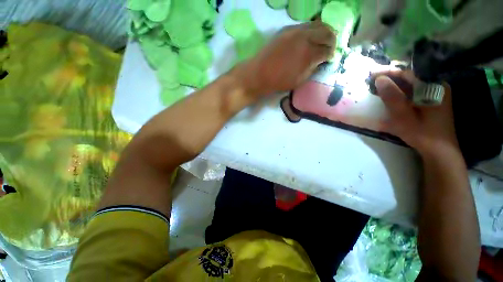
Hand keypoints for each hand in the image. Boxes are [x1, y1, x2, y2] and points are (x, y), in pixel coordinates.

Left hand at [234, 21, 335, 96]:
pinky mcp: (286, 29)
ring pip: (316, 24)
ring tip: (321, 40)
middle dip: (331, 39)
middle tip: (330, 47)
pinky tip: (308, 38)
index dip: (331, 54)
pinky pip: (304, 25)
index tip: (330, 58)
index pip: (327, 49)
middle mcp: (304, 37)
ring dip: (322, 31)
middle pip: (326, 31)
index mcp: (309, 54)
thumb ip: (312, 69)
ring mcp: (295, 30)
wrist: (259, 74)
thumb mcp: (299, 80)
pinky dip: (310, 30)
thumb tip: (320, 61)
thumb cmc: (279, 81)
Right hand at [374, 70, 459, 156]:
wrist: (439, 150)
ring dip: (395, 85)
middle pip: (410, 77)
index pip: (408, 73)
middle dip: (391, 78)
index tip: (372, 75)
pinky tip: (391, 96)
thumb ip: (392, 97)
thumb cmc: (422, 133)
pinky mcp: (432, 101)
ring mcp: (435, 94)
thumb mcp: (403, 116)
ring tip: (379, 88)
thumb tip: (379, 79)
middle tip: (373, 81)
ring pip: (411, 84)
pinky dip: (401, 92)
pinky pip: (414, 91)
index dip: (389, 72)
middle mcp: (436, 86)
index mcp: (433, 87)